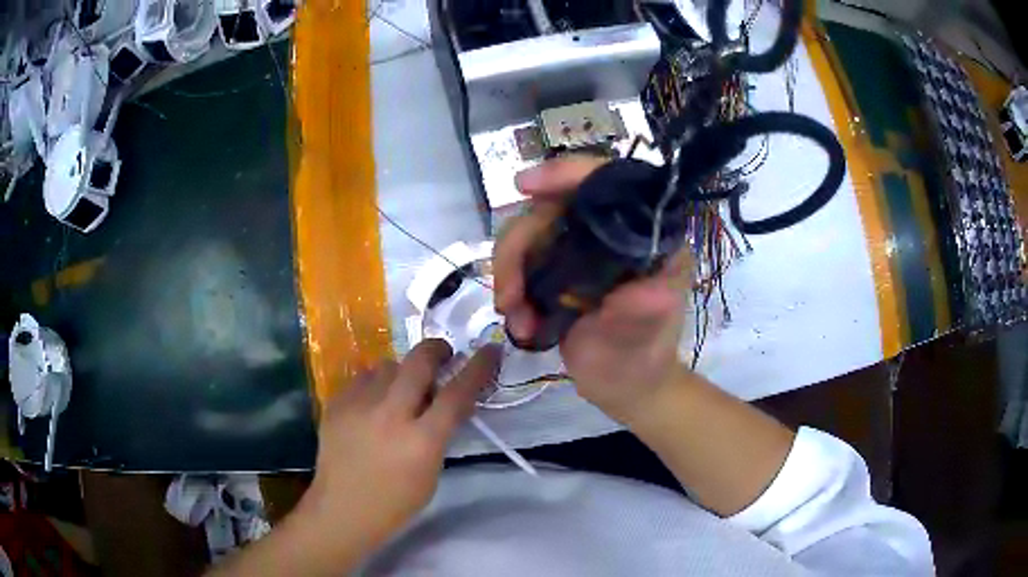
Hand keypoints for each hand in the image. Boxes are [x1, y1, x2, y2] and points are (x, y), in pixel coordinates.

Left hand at [297, 340, 501, 563]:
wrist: (342, 509)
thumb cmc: (395, 502)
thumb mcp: (431, 471)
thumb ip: (440, 433)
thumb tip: (445, 399)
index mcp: (421, 441)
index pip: (457, 393)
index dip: (478, 367)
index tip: (490, 350)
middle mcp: (389, 415)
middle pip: (419, 362)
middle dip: (436, 349)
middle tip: (443, 355)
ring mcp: (358, 406)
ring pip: (388, 366)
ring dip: (403, 372)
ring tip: (401, 390)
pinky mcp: (336, 403)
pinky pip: (363, 379)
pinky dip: (376, 385)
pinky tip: (374, 404)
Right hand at [494, 156, 690, 422]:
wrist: (623, 387)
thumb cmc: (643, 358)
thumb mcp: (647, 337)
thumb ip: (646, 312)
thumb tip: (648, 292)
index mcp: (646, 231)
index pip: (608, 182)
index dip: (567, 174)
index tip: (526, 186)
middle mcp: (610, 230)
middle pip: (552, 207)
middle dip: (520, 245)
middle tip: (509, 295)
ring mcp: (580, 248)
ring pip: (528, 233)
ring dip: (509, 272)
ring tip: (514, 315)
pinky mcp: (557, 269)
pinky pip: (520, 261)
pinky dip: (510, 287)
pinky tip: (518, 320)